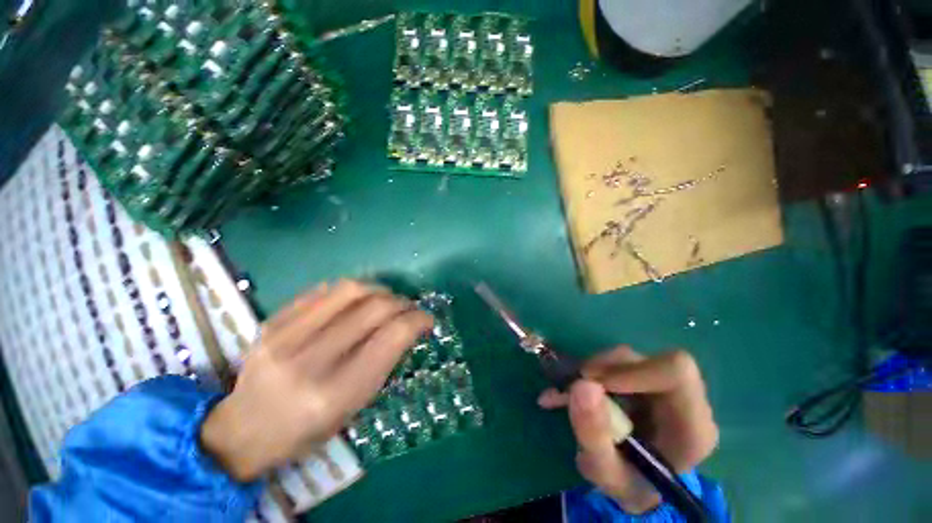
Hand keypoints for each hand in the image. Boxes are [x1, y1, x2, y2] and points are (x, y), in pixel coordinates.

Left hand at [200, 280, 432, 480]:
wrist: (243, 430)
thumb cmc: (305, 430)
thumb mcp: (353, 407)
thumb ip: (383, 363)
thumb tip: (407, 327)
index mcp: (335, 393)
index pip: (391, 337)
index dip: (417, 320)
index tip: (427, 320)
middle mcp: (310, 361)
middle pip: (375, 308)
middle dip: (402, 302)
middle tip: (409, 308)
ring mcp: (285, 336)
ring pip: (350, 289)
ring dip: (379, 289)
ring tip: (386, 298)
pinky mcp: (272, 321)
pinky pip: (323, 290)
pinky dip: (350, 291)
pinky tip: (356, 299)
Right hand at [538, 347, 717, 513]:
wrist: (632, 481)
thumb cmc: (627, 482)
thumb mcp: (605, 472)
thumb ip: (594, 435)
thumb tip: (582, 385)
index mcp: (692, 426)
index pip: (676, 373)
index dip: (633, 369)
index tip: (596, 382)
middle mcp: (684, 400)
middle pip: (646, 361)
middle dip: (605, 368)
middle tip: (575, 384)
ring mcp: (662, 386)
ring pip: (626, 358)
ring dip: (593, 371)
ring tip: (568, 394)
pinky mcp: (643, 378)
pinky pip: (615, 362)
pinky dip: (590, 372)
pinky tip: (575, 391)